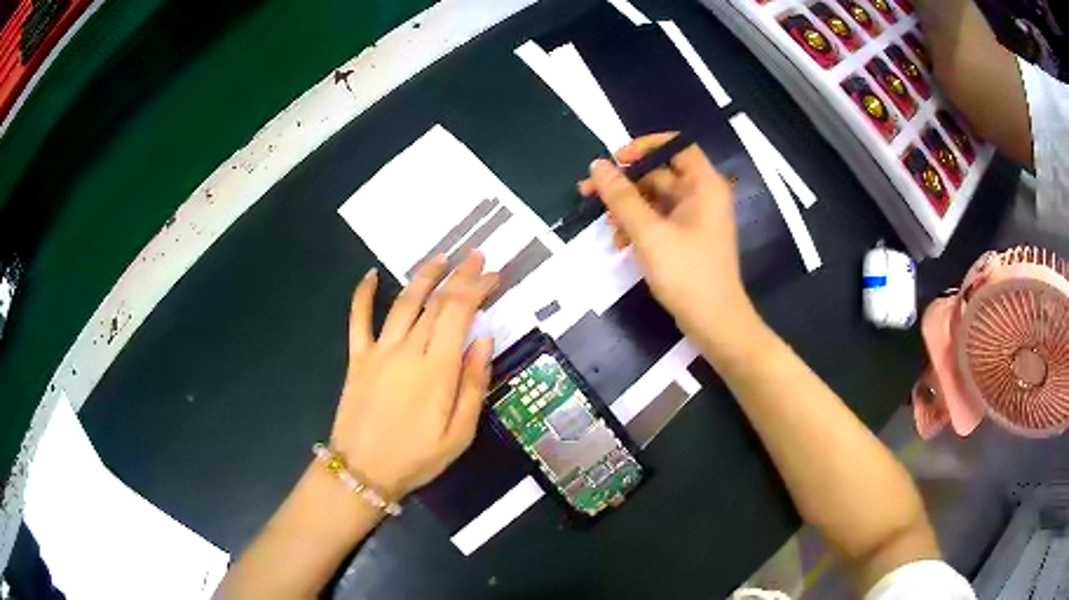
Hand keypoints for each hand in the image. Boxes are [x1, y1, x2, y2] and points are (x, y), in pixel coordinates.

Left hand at [330, 252, 497, 499]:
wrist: (363, 471)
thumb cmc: (417, 457)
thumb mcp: (459, 434)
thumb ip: (474, 384)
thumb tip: (485, 339)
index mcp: (438, 368)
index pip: (460, 312)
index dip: (477, 287)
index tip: (493, 272)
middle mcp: (408, 349)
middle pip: (437, 301)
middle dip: (459, 276)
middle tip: (475, 256)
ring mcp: (379, 351)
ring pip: (404, 302)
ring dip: (423, 276)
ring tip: (441, 258)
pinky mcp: (358, 357)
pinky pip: (358, 319)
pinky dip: (363, 294)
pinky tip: (370, 275)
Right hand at [579, 133, 758, 345]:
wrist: (714, 323)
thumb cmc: (687, 274)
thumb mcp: (649, 233)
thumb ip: (622, 197)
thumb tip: (598, 165)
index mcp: (704, 185)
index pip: (676, 145)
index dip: (645, 146)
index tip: (616, 159)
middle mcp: (702, 196)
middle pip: (659, 174)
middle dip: (625, 184)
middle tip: (588, 192)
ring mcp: (695, 219)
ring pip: (654, 200)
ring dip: (627, 209)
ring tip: (604, 224)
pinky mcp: (686, 240)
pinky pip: (658, 221)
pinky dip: (638, 227)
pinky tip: (620, 244)